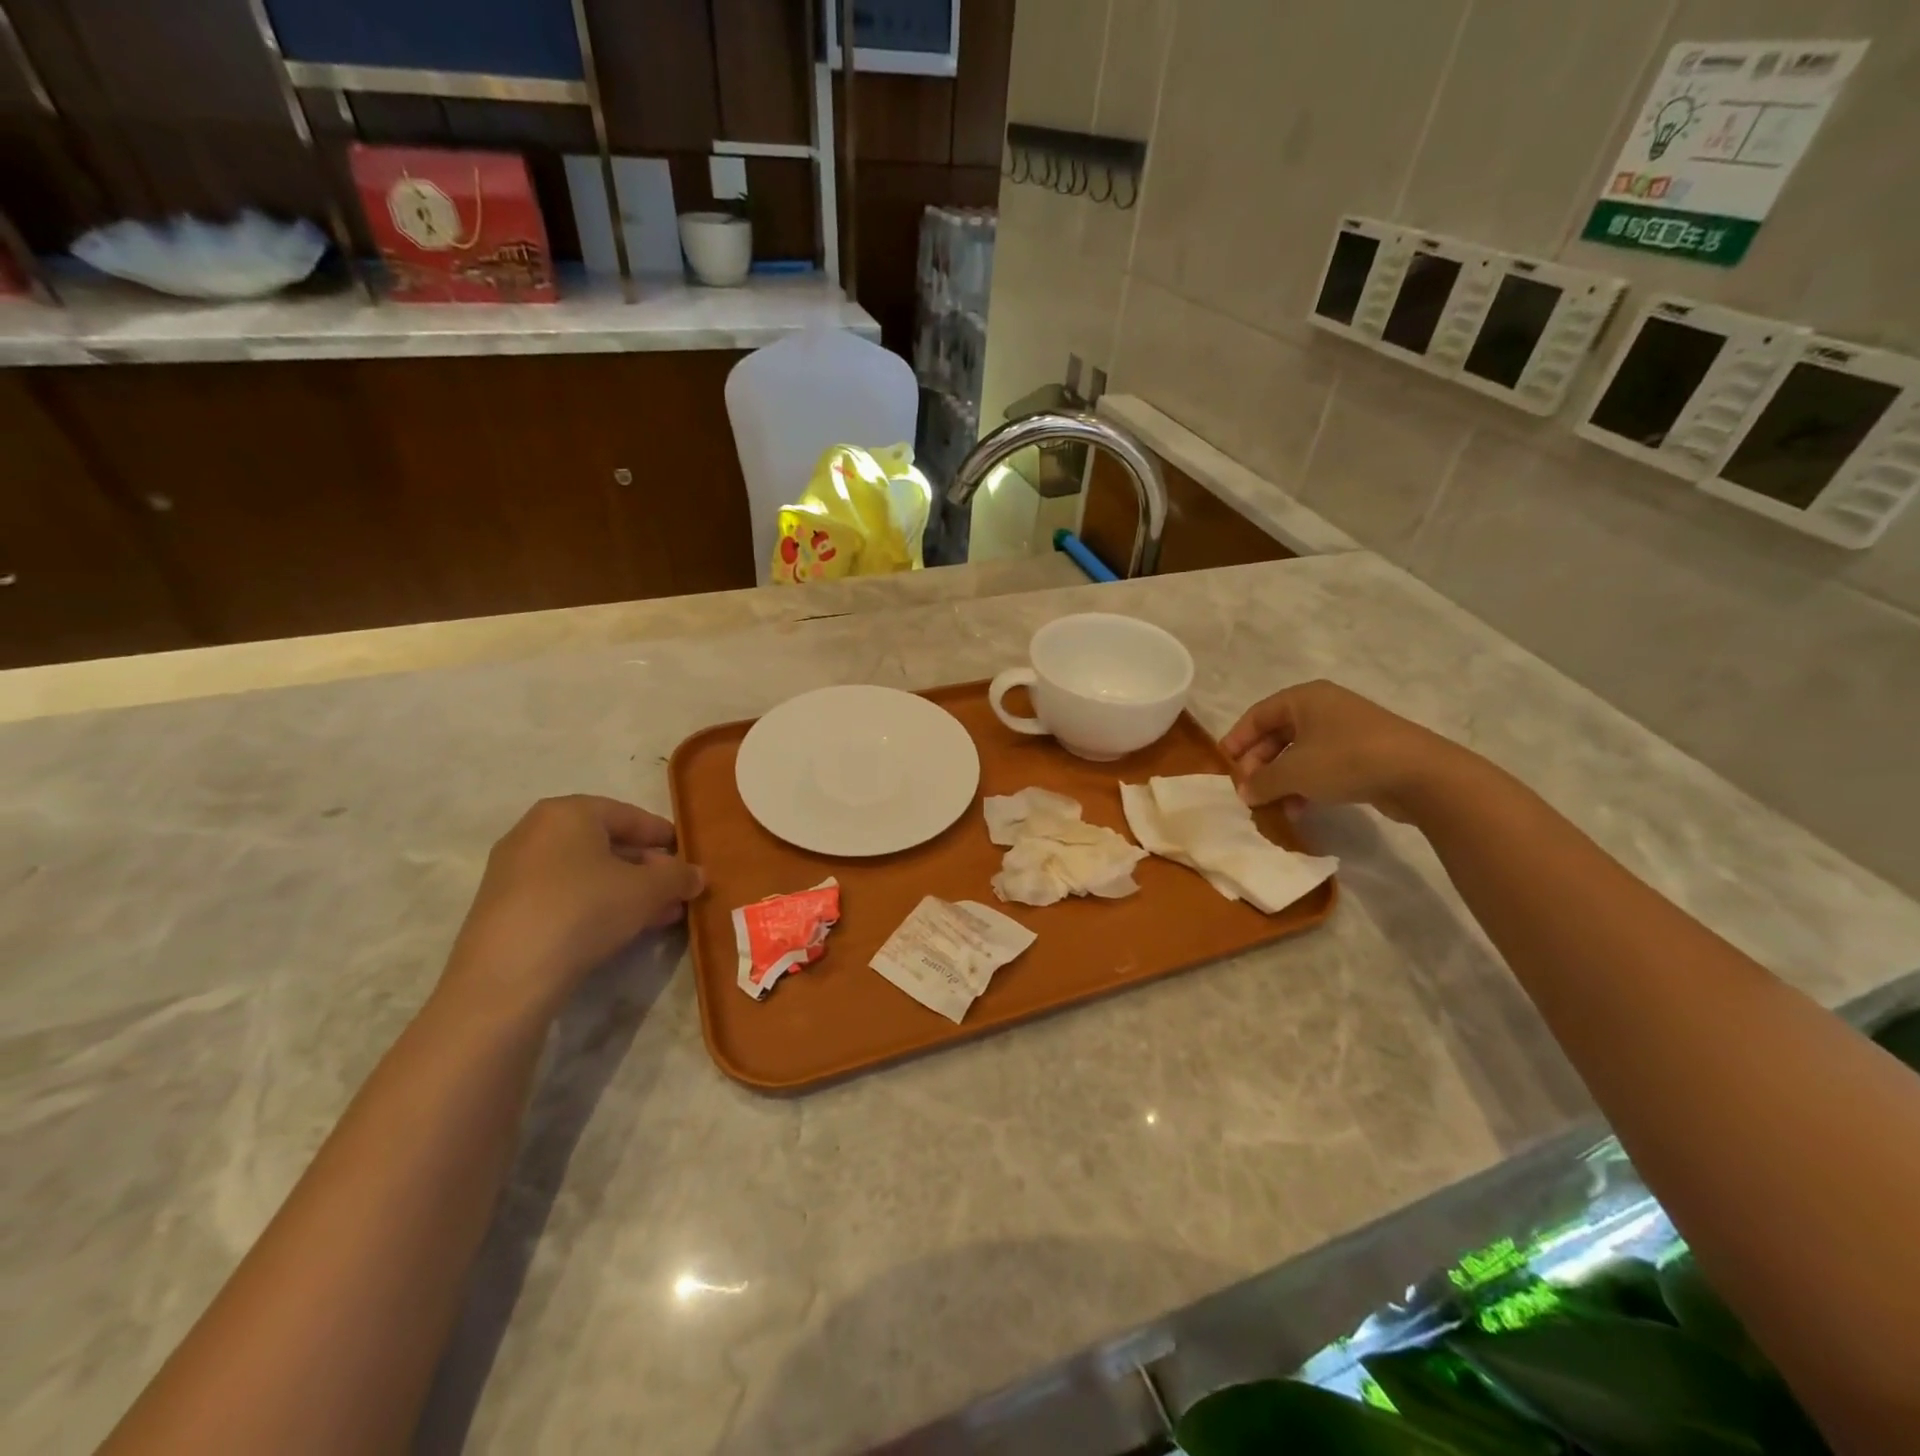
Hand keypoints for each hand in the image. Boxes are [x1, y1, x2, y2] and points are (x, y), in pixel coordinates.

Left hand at [440, 795, 703, 1024]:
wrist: (508, 977)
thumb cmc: (585, 910)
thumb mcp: (647, 890)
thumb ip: (678, 877)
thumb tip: (697, 875)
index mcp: (568, 812)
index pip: (628, 815)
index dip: (662, 835)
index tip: (686, 853)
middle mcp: (535, 832)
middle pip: (605, 844)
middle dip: (646, 868)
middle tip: (676, 888)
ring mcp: (514, 871)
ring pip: (586, 873)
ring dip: (626, 890)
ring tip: (660, 914)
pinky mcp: (505, 908)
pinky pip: (564, 895)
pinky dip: (596, 905)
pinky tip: (623, 928)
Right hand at [1219, 680, 1471, 822]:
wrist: (1420, 775)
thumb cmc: (1346, 760)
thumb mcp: (1294, 772)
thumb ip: (1261, 782)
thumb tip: (1244, 793)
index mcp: (1303, 698)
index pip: (1256, 716)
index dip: (1237, 742)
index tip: (1224, 768)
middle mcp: (1323, 708)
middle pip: (1276, 735)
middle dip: (1259, 765)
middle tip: (1248, 792)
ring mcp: (1345, 730)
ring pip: (1298, 754)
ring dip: (1281, 780)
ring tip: (1273, 806)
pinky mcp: (1363, 753)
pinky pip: (1321, 766)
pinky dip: (1305, 785)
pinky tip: (1300, 809)